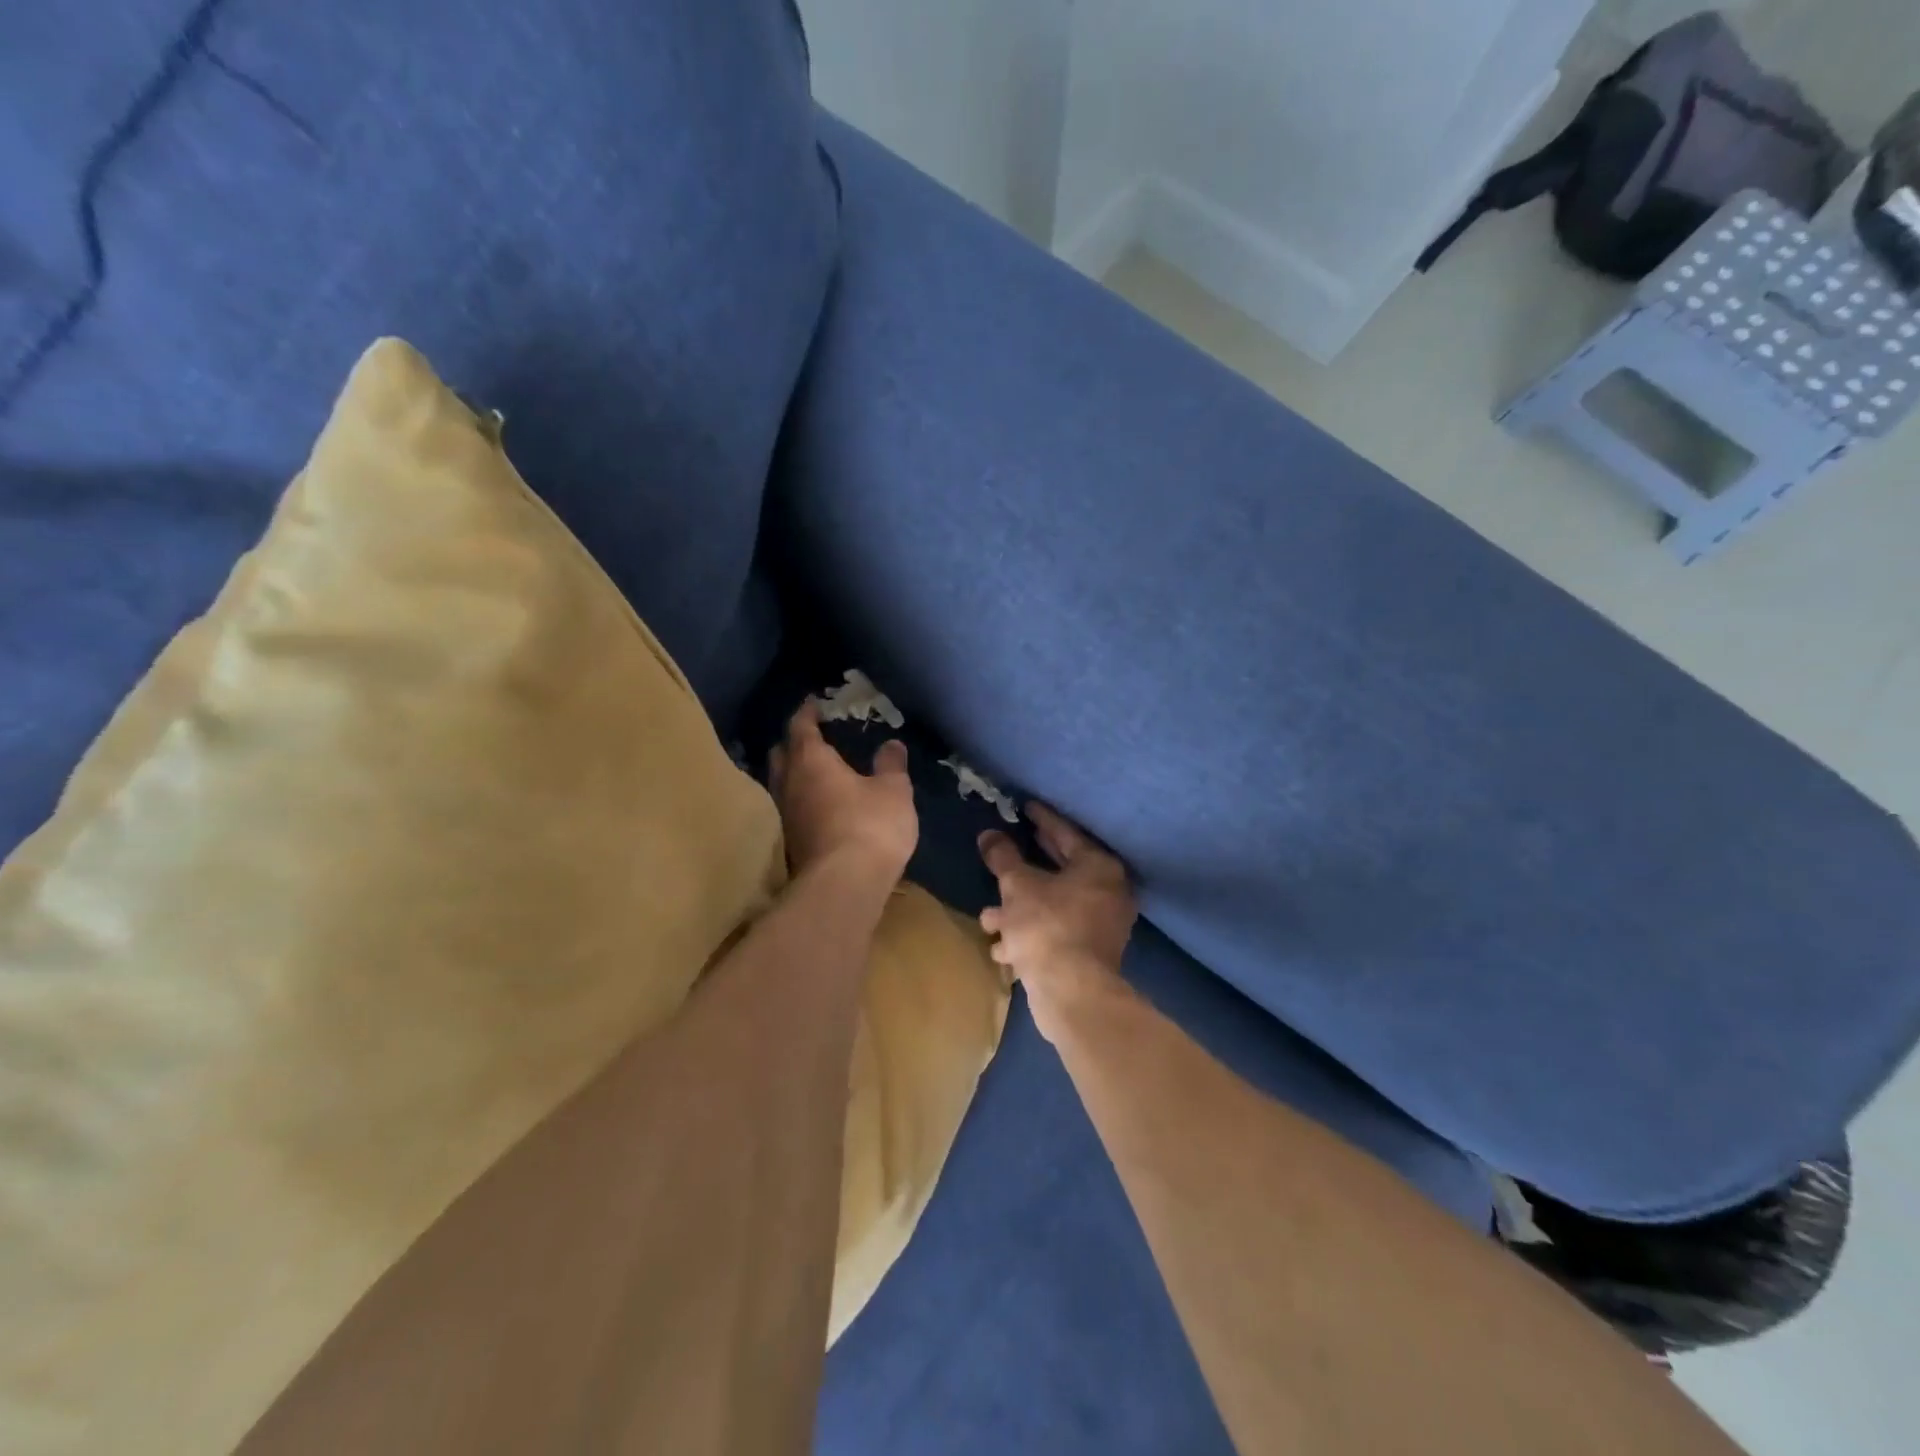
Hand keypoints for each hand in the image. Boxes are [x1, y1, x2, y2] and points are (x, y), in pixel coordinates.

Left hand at [769, 700, 917, 880]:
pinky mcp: (791, 843)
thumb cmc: (871, 826)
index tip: (812, 702)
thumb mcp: (893, 791)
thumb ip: (891, 765)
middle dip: (794, 743)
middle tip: (811, 737)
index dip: (807, 713)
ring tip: (815, 770)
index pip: (801, 727)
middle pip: (782, 754)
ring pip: (783, 783)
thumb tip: (892, 744)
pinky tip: (820, 804)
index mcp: (811, 761)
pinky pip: (792, 808)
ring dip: (795, 773)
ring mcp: (786, 816)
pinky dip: (802, 799)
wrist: (845, 885)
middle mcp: (790, 784)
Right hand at [979, 803, 1136, 1037]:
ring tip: (989, 915)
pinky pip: (1055, 932)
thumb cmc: (1047, 926)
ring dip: (1021, 909)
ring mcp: (1102, 926)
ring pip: (1053, 906)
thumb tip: (988, 835)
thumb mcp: (1018, 885)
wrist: (1071, 992)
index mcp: (1099, 867)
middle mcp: (1108, 892)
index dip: (1042, 819)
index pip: (1066, 833)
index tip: (1026, 806)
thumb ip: (1003, 857)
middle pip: (1062, 870)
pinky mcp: (1090, 954)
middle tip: (1010, 847)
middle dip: (1028, 867)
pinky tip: (1001, 945)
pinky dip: (1030, 934)